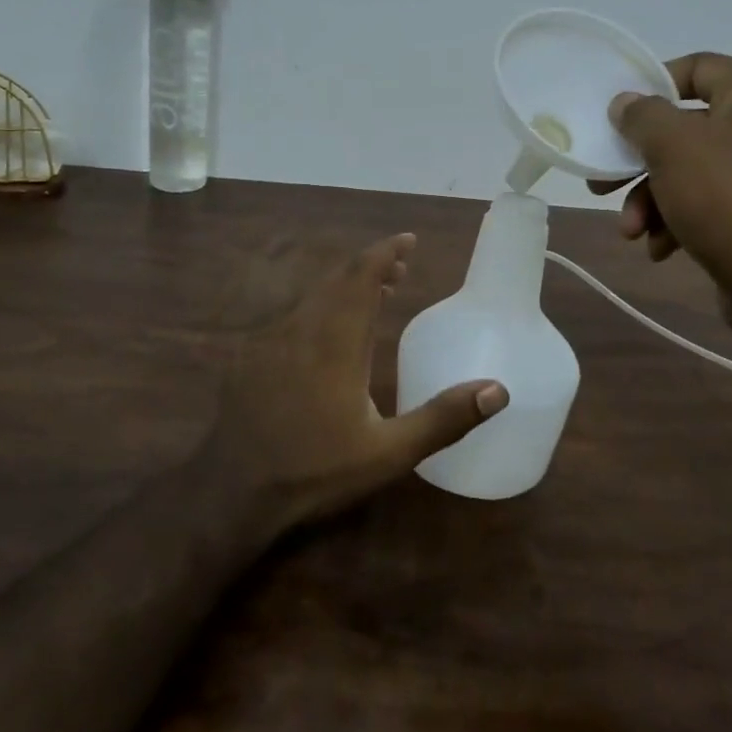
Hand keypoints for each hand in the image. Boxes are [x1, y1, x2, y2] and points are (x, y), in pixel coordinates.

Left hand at [196, 232, 508, 531]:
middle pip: (337, 279)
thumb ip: (443, 419)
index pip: (361, 277)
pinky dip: (318, 306)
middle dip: (370, 266)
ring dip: (344, 286)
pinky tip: (325, 333)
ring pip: (312, 294)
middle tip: (400, 269)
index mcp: (335, 342)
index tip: (408, 241)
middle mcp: (301, 328)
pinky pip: (292, 314)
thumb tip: (498, 390)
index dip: (385, 252)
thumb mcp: (389, 453)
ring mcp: (269, 340)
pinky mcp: (250, 355)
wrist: (234, 490)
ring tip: (372, 295)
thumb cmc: (316, 470)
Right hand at [589, 53, 731, 341]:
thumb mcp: (674, 146)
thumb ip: (642, 116)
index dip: (649, 88)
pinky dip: (676, 223)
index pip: (694, 68)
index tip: (614, 118)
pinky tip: (660, 249)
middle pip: (683, 129)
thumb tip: (626, 103)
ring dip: (649, 200)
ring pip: (688, 173)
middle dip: (638, 162)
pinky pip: (706, 206)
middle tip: (601, 183)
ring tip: (630, 230)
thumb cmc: (731, 199)